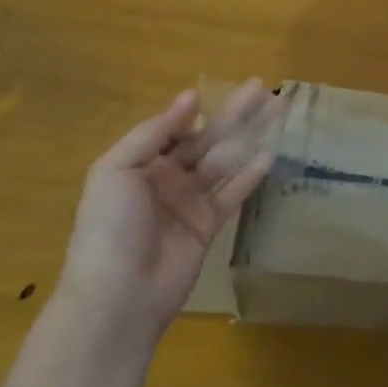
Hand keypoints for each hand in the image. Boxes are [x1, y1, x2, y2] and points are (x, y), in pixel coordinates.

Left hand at [59, 79, 279, 341]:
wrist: (117, 298)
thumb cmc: (110, 229)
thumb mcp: (117, 170)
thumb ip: (153, 132)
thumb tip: (190, 97)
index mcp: (140, 162)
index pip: (175, 127)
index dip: (198, 108)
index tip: (223, 88)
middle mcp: (166, 177)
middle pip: (207, 137)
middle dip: (234, 112)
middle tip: (263, 87)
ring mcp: (188, 202)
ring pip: (225, 159)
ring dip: (249, 135)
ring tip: (277, 110)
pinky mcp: (207, 226)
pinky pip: (232, 194)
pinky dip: (250, 175)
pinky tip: (270, 155)